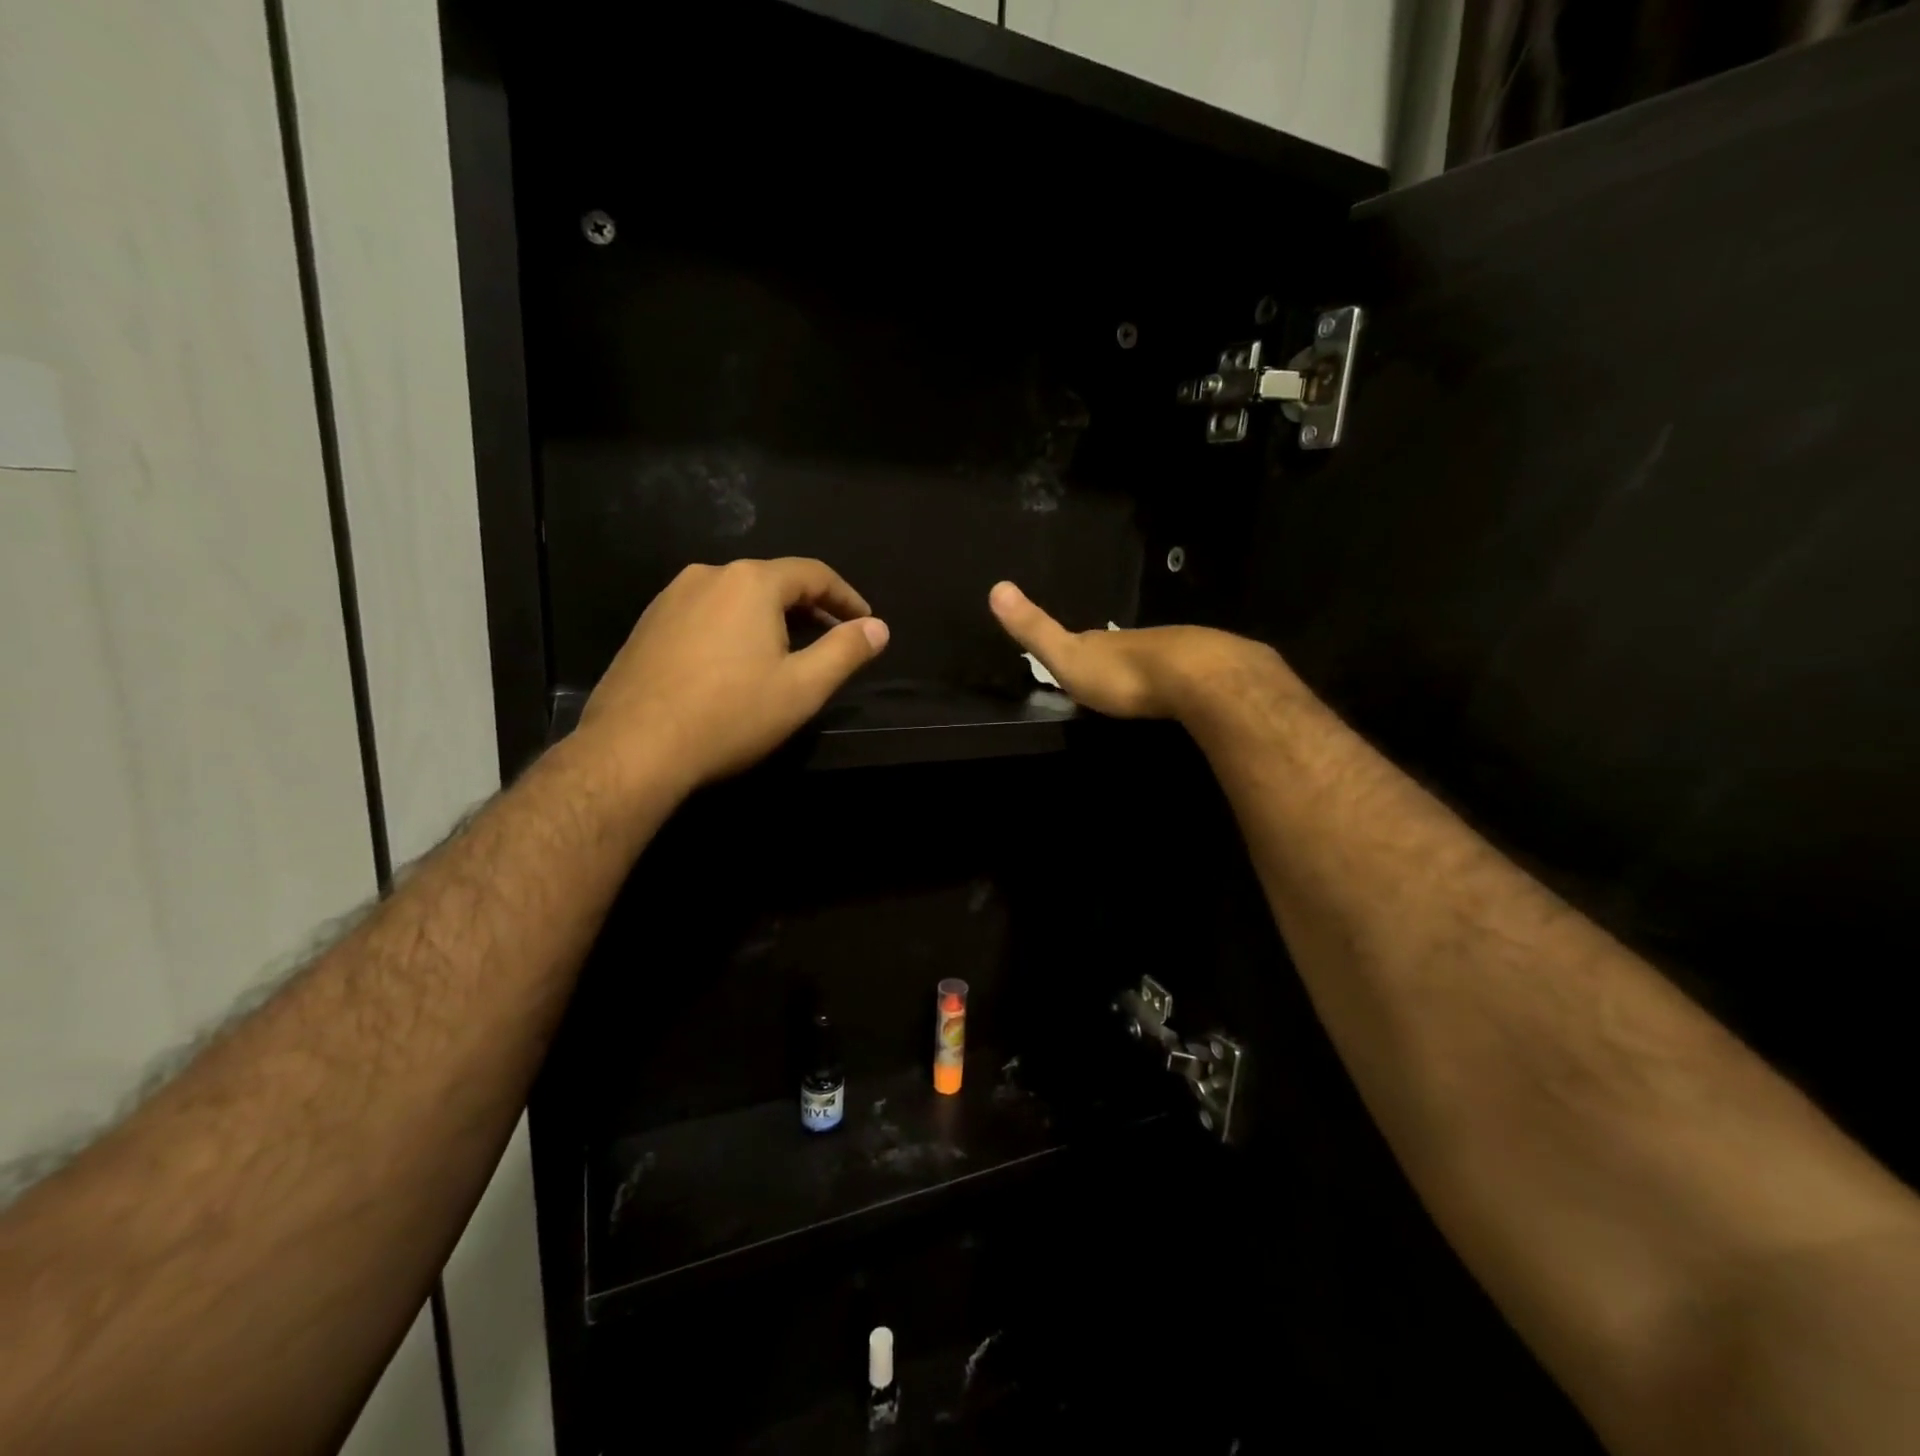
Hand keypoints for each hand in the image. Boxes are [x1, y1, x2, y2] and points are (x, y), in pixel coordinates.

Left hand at [579, 558, 888, 789]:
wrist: (633, 749)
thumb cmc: (730, 715)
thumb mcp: (803, 688)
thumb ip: (846, 652)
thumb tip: (879, 628)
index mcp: (751, 582)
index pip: (814, 574)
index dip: (847, 598)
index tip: (866, 622)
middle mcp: (709, 575)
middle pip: (773, 581)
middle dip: (810, 607)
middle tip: (833, 639)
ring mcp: (671, 598)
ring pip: (737, 598)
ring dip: (770, 618)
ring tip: (787, 653)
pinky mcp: (647, 625)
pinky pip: (706, 614)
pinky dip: (734, 629)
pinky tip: (736, 664)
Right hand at [987, 580, 1280, 720]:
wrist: (1194, 677)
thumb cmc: (1121, 673)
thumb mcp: (1067, 656)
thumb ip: (1035, 629)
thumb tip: (996, 587)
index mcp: (1105, 642)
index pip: (1087, 640)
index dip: (1079, 648)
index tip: (1074, 658)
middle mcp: (1140, 641)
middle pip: (1123, 649)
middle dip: (1117, 659)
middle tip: (1110, 675)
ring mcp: (1178, 652)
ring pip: (1157, 660)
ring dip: (1149, 671)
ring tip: (1143, 687)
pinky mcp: (1209, 673)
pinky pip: (1188, 676)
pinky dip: (1179, 683)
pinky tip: (1180, 695)